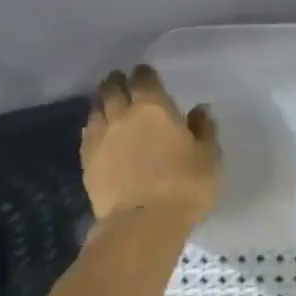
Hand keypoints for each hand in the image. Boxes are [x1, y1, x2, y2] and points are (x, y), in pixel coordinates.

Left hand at [81, 65, 220, 224]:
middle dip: (118, 82)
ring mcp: (100, 138)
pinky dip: (94, 128)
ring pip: (96, 109)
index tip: (148, 74)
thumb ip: (204, 130)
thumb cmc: (185, 186)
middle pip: (113, 89)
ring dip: (103, 102)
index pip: (144, 79)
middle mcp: (122, 115)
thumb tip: (200, 109)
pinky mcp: (87, 161)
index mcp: (153, 108)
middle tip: (123, 82)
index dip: (145, 74)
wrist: (143, 222)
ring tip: (109, 104)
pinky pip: (88, 134)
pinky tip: (100, 133)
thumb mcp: (208, 157)